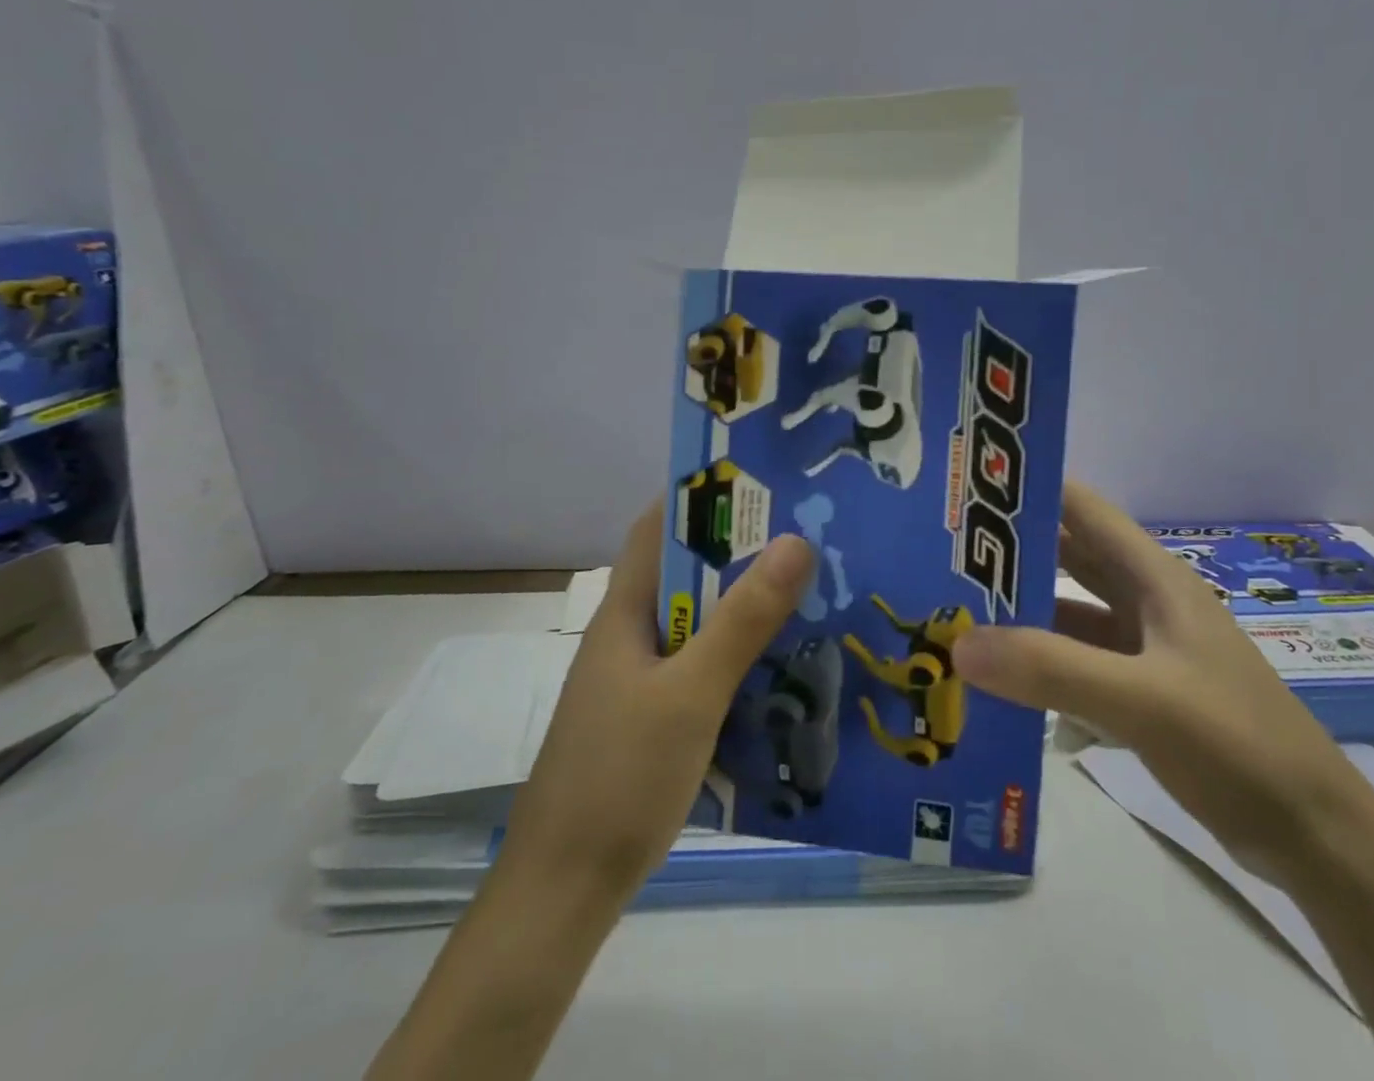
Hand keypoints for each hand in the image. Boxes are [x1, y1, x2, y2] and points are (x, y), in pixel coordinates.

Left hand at [503, 503, 815, 897]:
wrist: (564, 891)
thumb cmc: (621, 777)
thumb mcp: (692, 693)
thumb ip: (744, 620)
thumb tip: (795, 540)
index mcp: (624, 612)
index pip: (656, 528)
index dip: (699, 497)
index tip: (760, 482)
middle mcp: (629, 636)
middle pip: (686, 575)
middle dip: (740, 553)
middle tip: (807, 536)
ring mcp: (638, 680)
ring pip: (697, 624)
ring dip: (743, 607)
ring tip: (808, 592)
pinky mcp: (652, 719)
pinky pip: (701, 667)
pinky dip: (737, 657)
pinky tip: (781, 667)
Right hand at [951, 482, 1373, 886]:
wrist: (1314, 836)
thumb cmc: (1235, 743)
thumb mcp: (1142, 701)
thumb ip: (1050, 669)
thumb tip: (957, 644)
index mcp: (1152, 577)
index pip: (1081, 507)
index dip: (1028, 489)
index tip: (965, 488)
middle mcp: (1144, 600)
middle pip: (1067, 557)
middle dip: (1009, 551)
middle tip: (940, 551)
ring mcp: (1144, 647)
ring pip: (1068, 612)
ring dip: (1019, 611)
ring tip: (953, 612)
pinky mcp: (1142, 690)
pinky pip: (1076, 662)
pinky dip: (1039, 663)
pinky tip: (997, 680)